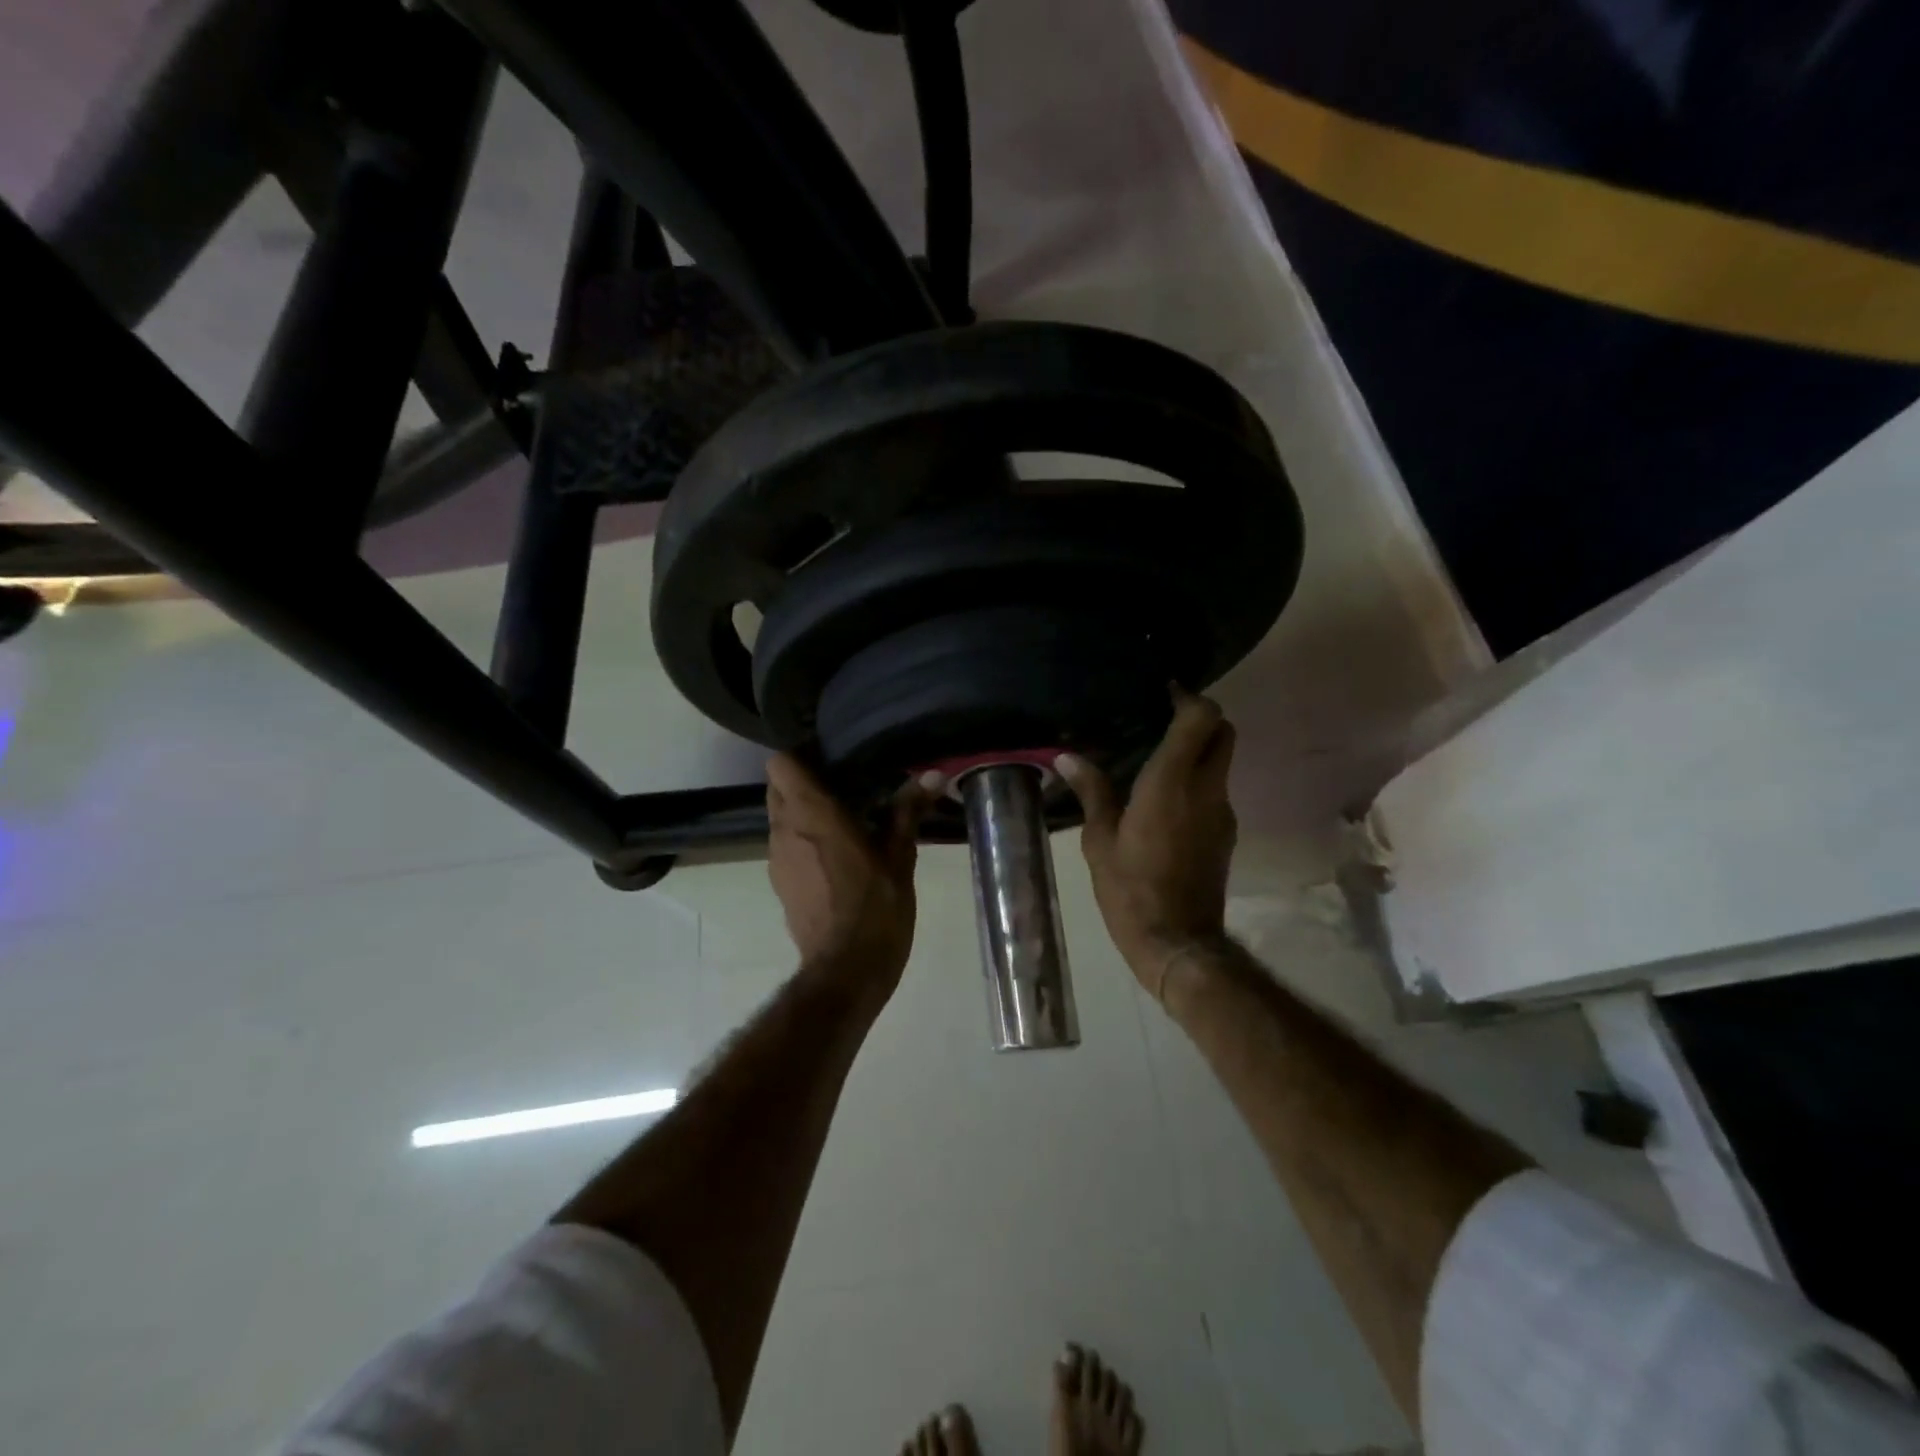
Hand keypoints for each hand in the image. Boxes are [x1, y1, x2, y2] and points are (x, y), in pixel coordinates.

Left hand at [766, 754, 928, 1007]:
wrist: (846, 970)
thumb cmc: (876, 906)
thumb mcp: (899, 856)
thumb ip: (908, 810)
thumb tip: (933, 775)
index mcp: (812, 813)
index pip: (781, 764)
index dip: (800, 755)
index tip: (829, 758)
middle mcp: (785, 830)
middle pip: (778, 788)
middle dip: (803, 783)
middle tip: (842, 786)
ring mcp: (777, 859)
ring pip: (780, 820)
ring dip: (803, 814)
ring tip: (843, 822)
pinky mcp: (779, 885)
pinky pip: (785, 848)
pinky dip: (803, 842)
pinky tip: (835, 858)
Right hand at [1058, 688, 1237, 1002]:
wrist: (1177, 941)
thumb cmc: (1130, 889)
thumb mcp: (1099, 840)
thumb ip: (1091, 791)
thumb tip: (1067, 757)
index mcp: (1171, 783)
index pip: (1202, 719)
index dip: (1188, 697)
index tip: (1163, 691)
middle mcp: (1206, 789)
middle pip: (1224, 731)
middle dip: (1201, 717)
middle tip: (1163, 718)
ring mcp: (1222, 812)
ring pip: (1222, 761)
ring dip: (1198, 750)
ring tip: (1157, 757)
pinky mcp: (1226, 833)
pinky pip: (1216, 789)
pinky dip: (1198, 780)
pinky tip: (1165, 797)